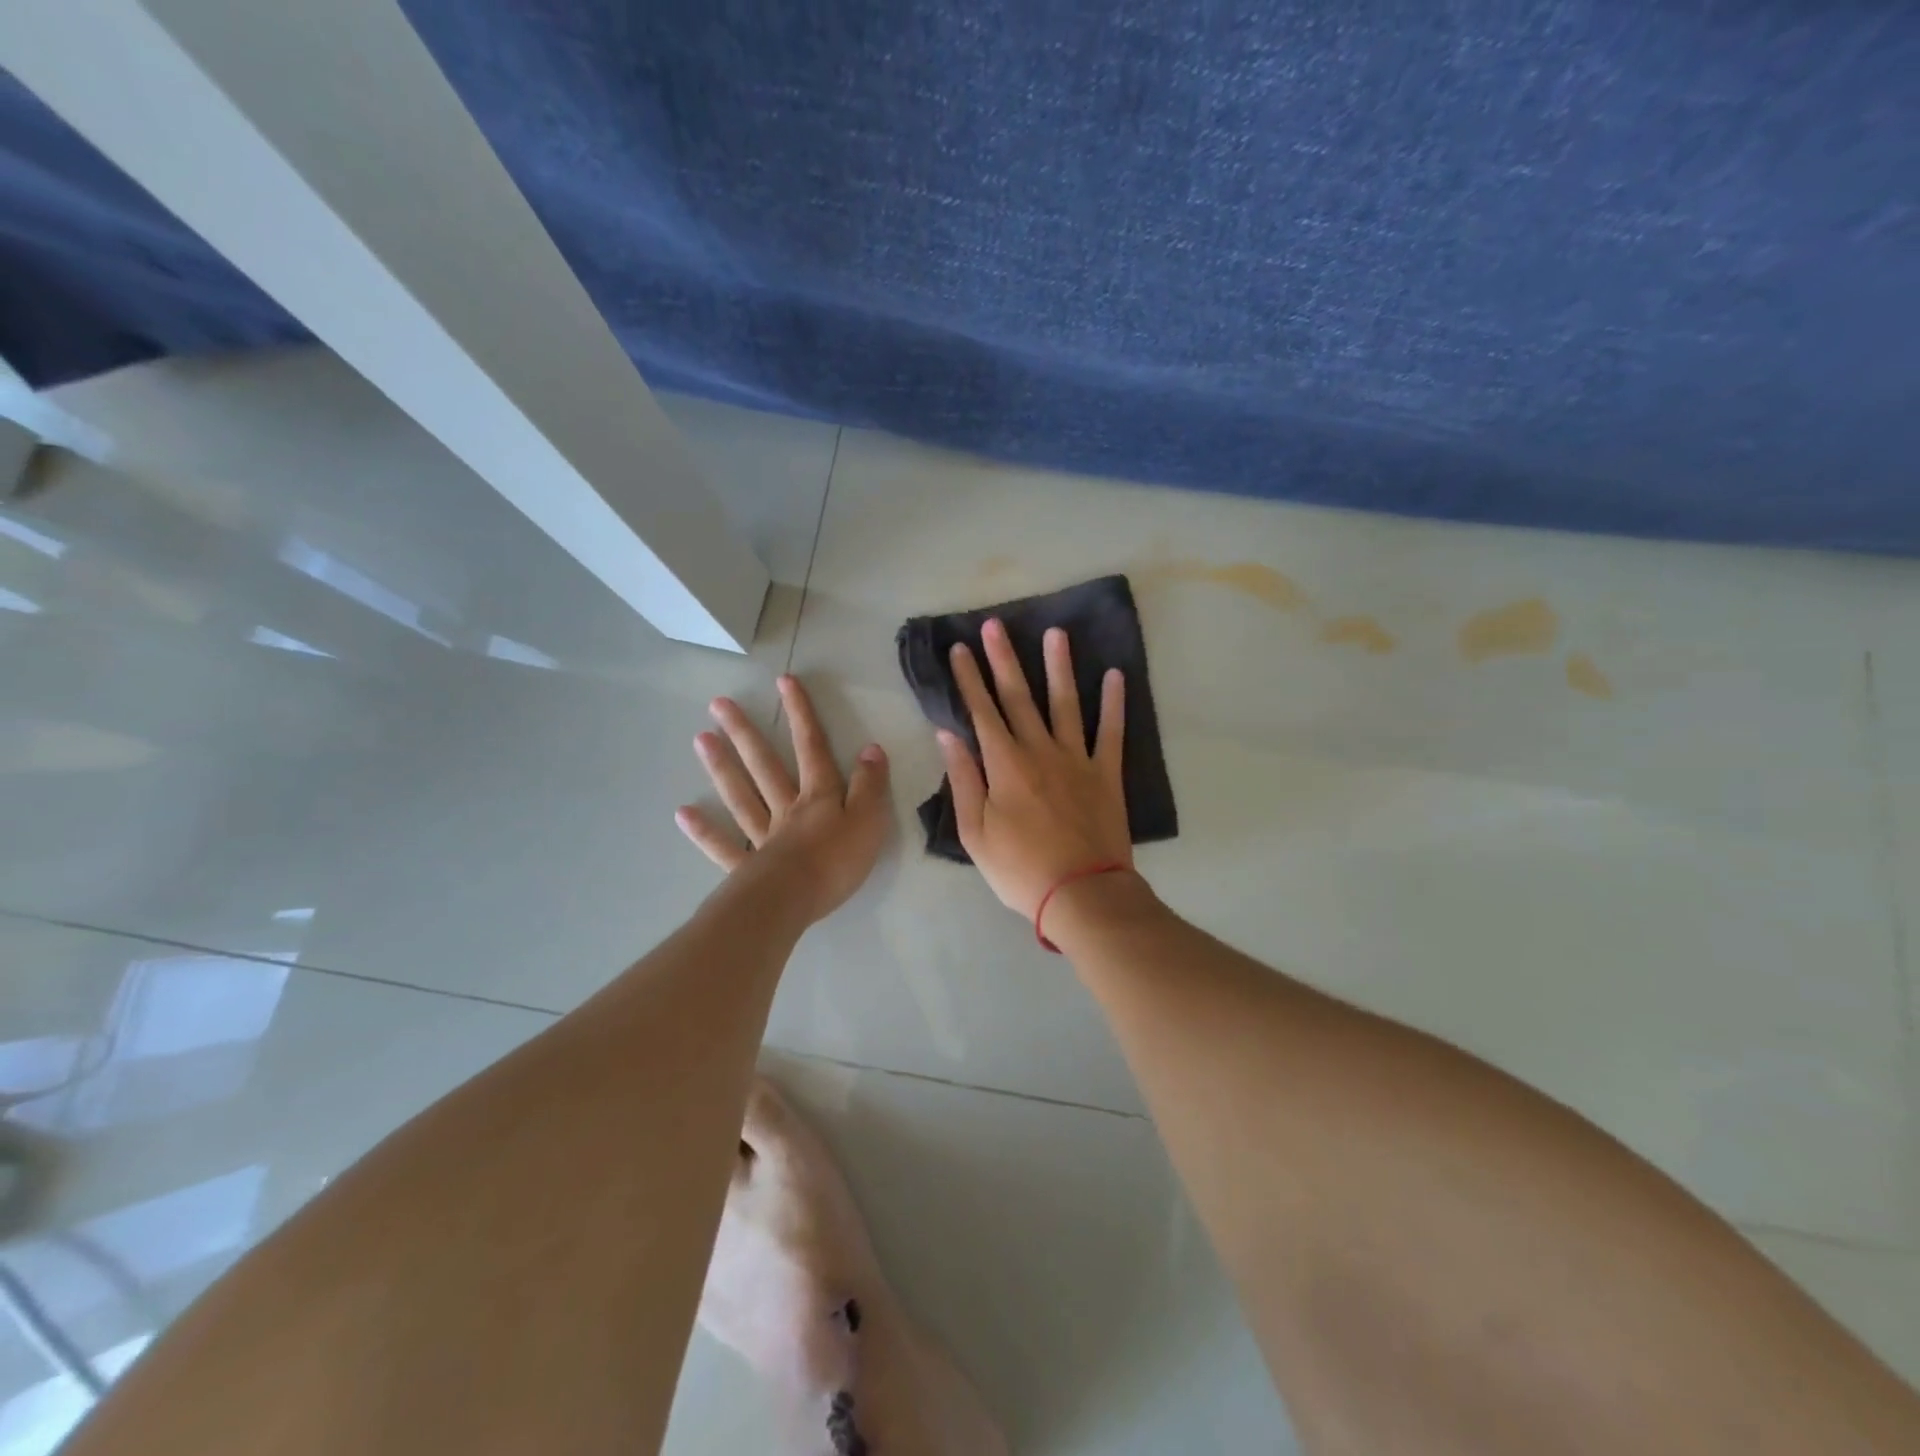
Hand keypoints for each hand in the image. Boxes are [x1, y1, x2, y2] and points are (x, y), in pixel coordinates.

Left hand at [677, 675, 890, 923]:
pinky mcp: (747, 868)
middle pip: (765, 765)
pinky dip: (704, 831)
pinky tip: (684, 814)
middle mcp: (787, 809)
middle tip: (718, 704)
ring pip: (741, 796)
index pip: (811, 747)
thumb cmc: (837, 861)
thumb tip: (870, 748)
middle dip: (746, 733)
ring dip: (722, 768)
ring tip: (700, 739)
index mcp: (819, 797)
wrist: (795, 901)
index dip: (800, 714)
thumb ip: (870, 785)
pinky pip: (724, 846)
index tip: (783, 681)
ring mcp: (763, 837)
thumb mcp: (870, 820)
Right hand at [937, 617, 1131, 919]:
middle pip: (1019, 697)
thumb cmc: (1019, 869)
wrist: (1081, 894)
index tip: (960, 649)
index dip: (969, 679)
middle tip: (996, 625)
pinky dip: (1114, 703)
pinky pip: (1112, 732)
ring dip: (1059, 667)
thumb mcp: (975, 832)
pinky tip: (1116, 675)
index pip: (982, 712)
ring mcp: (1077, 759)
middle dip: (1004, 660)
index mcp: (1005, 765)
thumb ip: (964, 780)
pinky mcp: (1106, 774)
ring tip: (1056, 633)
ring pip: (1066, 703)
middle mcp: (1040, 751)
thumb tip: (949, 734)